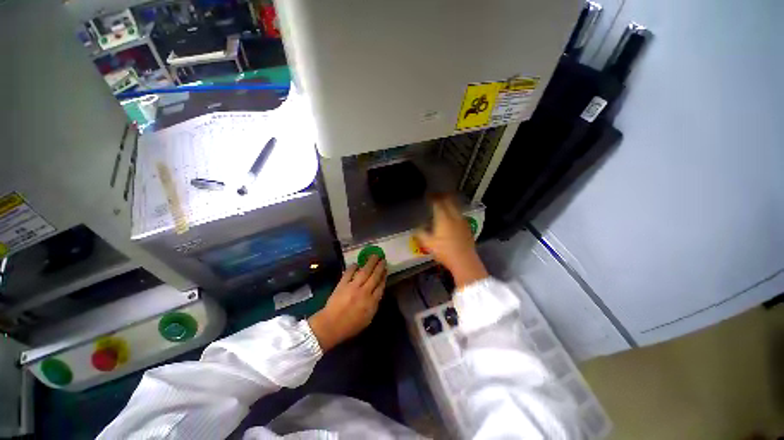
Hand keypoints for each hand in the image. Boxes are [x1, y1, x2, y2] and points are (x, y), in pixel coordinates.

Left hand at [308, 255, 386, 350]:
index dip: (384, 276)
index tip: (386, 270)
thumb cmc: (350, 325)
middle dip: (379, 267)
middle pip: (374, 276)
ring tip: (374, 255)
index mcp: (371, 302)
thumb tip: (377, 292)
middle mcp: (364, 292)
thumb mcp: (368, 319)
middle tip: (383, 258)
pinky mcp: (342, 284)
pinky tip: (357, 263)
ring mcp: (353, 287)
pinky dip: (353, 267)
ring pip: (364, 272)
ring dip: (370, 263)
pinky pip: (349, 273)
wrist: (331, 325)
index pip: (380, 286)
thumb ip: (374, 304)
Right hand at [415, 196, 488, 288]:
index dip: (432, 197)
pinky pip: (460, 213)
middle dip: (442, 196)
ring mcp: (462, 220)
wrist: (464, 260)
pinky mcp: (467, 226)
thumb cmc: (444, 252)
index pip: (438, 202)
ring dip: (449, 201)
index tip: (428, 195)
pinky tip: (452, 214)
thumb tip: (417, 227)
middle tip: (436, 195)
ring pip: (456, 205)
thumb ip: (421, 233)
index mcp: (443, 218)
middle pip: (449, 200)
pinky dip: (455, 209)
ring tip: (444, 201)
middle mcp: (454, 216)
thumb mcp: (428, 244)